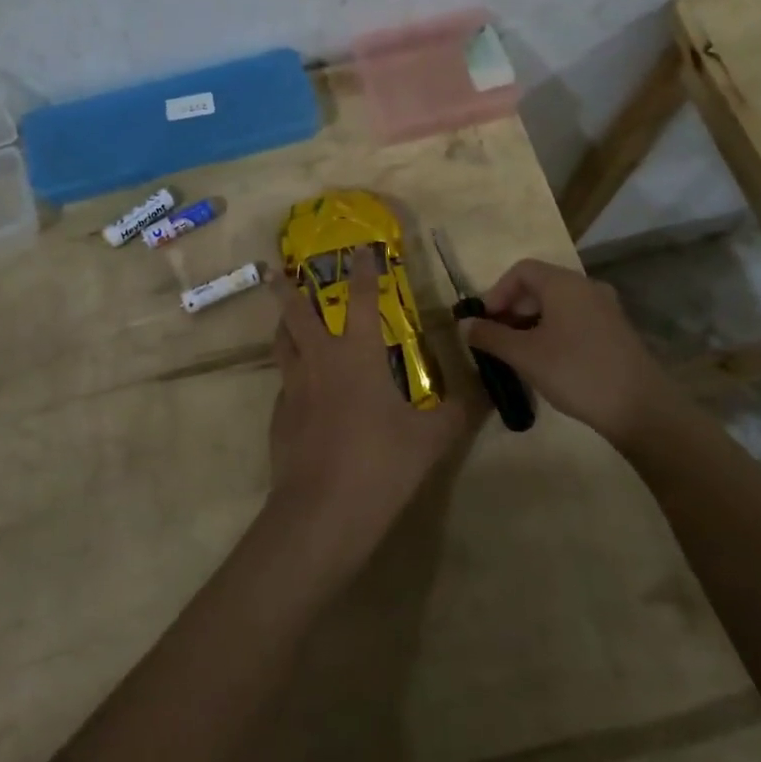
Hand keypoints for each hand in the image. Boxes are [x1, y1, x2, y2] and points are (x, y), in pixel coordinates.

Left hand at [268, 247, 481, 553]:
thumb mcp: (432, 439)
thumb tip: (484, 395)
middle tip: (276, 271)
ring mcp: (294, 388)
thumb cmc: (381, 463)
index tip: (361, 250)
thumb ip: (458, 413)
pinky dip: (290, 374)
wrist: (322, 510)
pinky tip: (300, 388)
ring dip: (282, 325)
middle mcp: (320, 361)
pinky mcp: (279, 416)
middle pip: (296, 313)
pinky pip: (283, 383)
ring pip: (281, 344)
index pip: (362, 300)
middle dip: (286, 288)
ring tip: (284, 317)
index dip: (364, 272)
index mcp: (358, 355)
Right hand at [464, 258, 685, 448]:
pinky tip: (548, 360)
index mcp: (564, 283)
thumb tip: (464, 324)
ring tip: (518, 352)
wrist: (641, 408)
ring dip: (532, 321)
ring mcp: (606, 308)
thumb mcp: (524, 355)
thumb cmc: (576, 371)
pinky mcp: (616, 331)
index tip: (485, 321)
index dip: (497, 292)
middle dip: (513, 308)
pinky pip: (576, 318)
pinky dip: (554, 330)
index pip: (522, 270)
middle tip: (497, 338)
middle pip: (540, 285)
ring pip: (558, 304)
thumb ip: (490, 336)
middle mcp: (587, 287)